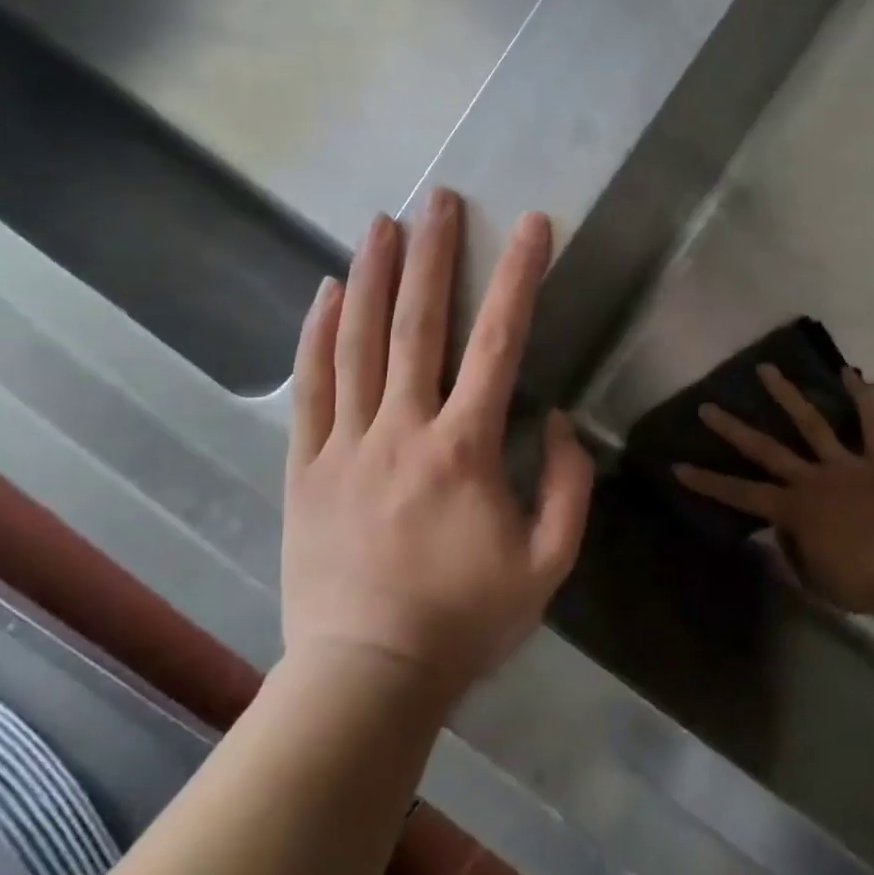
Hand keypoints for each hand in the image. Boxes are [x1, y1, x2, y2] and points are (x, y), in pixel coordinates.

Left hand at [281, 189, 593, 700]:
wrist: (367, 675)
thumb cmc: (468, 619)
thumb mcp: (550, 562)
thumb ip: (567, 484)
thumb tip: (555, 419)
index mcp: (466, 449)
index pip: (501, 343)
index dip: (521, 278)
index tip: (534, 227)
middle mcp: (404, 430)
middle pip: (419, 325)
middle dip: (434, 254)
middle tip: (440, 198)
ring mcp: (347, 445)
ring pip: (358, 343)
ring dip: (373, 276)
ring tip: (382, 222)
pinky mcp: (306, 467)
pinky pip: (310, 388)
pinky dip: (317, 335)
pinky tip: (326, 292)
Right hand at [674, 364, 873, 615]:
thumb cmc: (864, 580)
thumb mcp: (817, 580)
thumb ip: (795, 554)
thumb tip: (782, 534)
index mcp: (794, 510)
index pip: (740, 494)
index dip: (708, 481)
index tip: (679, 465)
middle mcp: (812, 479)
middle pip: (766, 449)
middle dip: (733, 429)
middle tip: (708, 406)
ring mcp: (846, 465)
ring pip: (811, 424)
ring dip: (786, 395)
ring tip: (767, 369)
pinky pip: (872, 424)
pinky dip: (863, 397)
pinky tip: (851, 372)